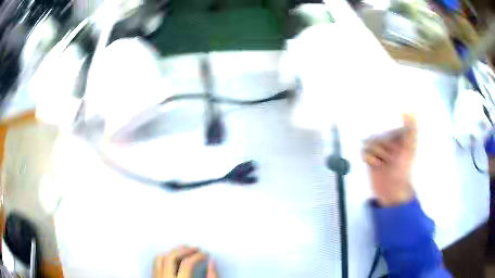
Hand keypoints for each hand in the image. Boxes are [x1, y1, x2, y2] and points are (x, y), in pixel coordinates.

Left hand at [153, 246, 218, 277]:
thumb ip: (212, 277)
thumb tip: (212, 262)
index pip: (187, 264)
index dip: (198, 256)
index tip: (205, 254)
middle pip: (171, 257)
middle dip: (185, 250)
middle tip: (195, 249)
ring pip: (160, 259)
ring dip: (172, 253)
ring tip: (183, 252)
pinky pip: (155, 264)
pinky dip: (164, 259)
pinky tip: (173, 260)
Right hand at [362, 114, 416, 206]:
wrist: (392, 191)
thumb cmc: (403, 170)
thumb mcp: (410, 148)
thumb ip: (411, 130)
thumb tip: (410, 111)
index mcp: (399, 138)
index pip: (389, 128)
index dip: (391, 136)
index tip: (396, 146)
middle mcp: (389, 142)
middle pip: (378, 135)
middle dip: (383, 148)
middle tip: (390, 158)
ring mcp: (379, 151)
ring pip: (370, 142)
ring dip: (376, 154)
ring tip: (382, 164)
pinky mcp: (370, 159)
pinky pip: (364, 151)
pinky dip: (368, 159)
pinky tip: (375, 165)